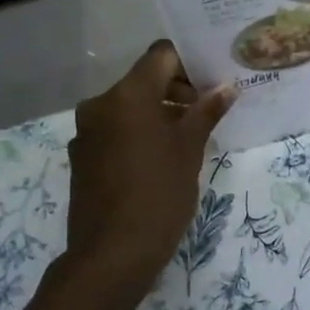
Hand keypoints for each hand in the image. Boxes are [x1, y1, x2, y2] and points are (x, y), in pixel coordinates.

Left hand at [65, 42, 234, 287]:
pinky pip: (116, 131)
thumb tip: (227, 87)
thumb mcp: (190, 150)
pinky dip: (139, 134)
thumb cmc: (160, 194)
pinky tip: (160, 160)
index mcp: (127, 95)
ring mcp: (87, 132)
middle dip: (177, 90)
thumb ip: (206, 112)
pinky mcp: (82, 157)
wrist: (113, 253)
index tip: (213, 82)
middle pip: (144, 80)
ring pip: (129, 108)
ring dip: (159, 114)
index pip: (161, 55)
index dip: (190, 62)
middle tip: (208, 112)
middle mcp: (100, 104)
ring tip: (189, 139)